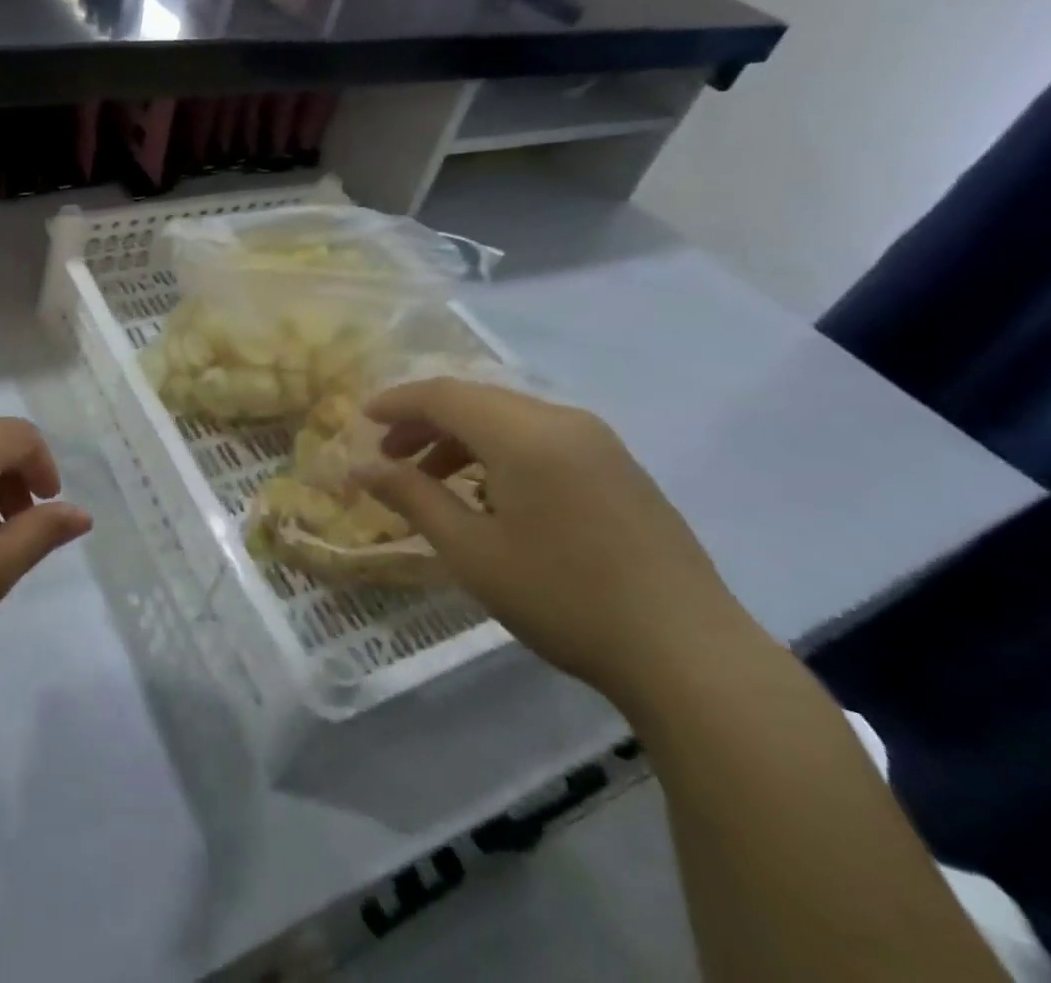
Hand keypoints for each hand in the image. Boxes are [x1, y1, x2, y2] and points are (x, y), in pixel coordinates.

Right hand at [354, 379, 758, 709]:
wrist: (690, 655)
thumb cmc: (565, 598)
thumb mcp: (472, 552)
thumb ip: (412, 498)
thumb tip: (360, 469)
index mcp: (525, 434)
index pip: (444, 395)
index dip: (398, 402)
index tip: (363, 419)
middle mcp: (562, 421)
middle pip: (477, 400)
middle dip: (426, 421)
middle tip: (390, 456)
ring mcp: (599, 442)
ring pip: (510, 418)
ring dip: (463, 437)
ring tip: (433, 480)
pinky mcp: (620, 467)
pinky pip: (543, 438)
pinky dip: (501, 451)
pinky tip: (492, 495)